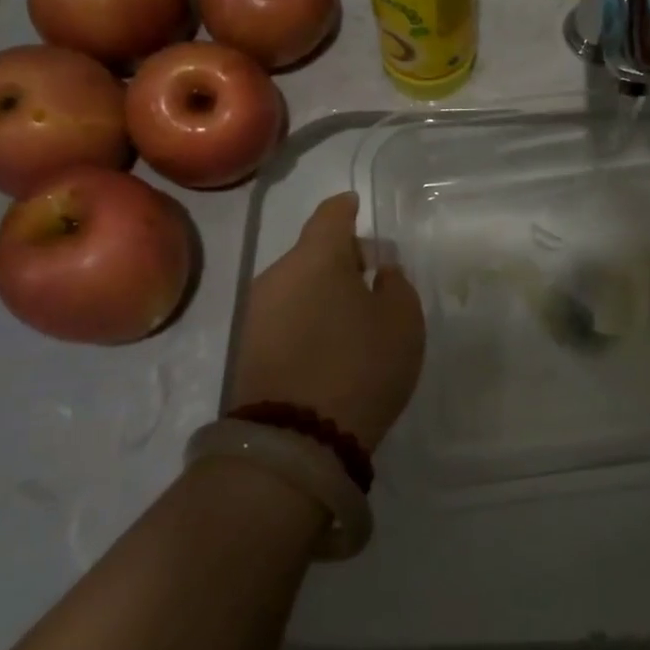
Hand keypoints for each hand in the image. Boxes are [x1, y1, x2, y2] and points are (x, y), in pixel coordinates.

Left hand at [228, 193, 424, 450]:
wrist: (294, 442)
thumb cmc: (360, 366)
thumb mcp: (402, 321)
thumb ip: (395, 284)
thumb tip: (378, 270)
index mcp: (317, 256)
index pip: (331, 214)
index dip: (347, 208)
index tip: (357, 207)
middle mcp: (278, 274)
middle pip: (312, 251)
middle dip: (340, 257)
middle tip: (370, 277)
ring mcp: (257, 312)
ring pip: (296, 284)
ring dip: (322, 290)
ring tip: (351, 316)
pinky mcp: (247, 348)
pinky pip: (284, 315)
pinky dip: (306, 316)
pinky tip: (327, 342)